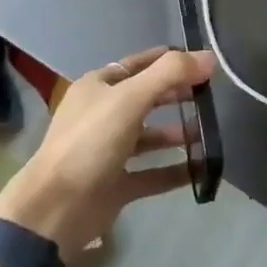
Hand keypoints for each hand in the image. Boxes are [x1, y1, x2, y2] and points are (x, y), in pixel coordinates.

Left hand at [0, 47, 214, 260]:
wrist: (55, 208)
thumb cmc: (90, 142)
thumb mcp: (130, 98)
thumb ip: (170, 74)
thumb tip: (210, 57)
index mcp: (98, 87)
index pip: (139, 64)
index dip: (169, 61)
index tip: (202, 63)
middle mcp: (102, 115)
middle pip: (146, 99)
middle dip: (176, 96)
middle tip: (211, 96)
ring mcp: (108, 152)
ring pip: (149, 137)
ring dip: (177, 134)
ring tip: (209, 132)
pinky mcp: (115, 185)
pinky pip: (151, 173)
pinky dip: (175, 170)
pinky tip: (201, 169)